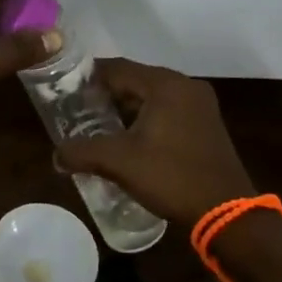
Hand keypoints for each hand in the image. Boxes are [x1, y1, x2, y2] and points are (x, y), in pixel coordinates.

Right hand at [54, 58, 256, 224]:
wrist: (226, 213)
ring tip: (98, 127)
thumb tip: (56, 156)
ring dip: (126, 109)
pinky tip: (129, 140)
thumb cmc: (171, 177)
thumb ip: (83, 152)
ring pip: (151, 97)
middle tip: (78, 111)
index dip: (88, 77)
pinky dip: (146, 119)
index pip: (117, 68)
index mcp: (165, 84)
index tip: (65, 90)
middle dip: (106, 95)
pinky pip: (168, 111)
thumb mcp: (120, 162)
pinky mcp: (206, 125)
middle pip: (135, 80)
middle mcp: (185, 86)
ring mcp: (200, 105)